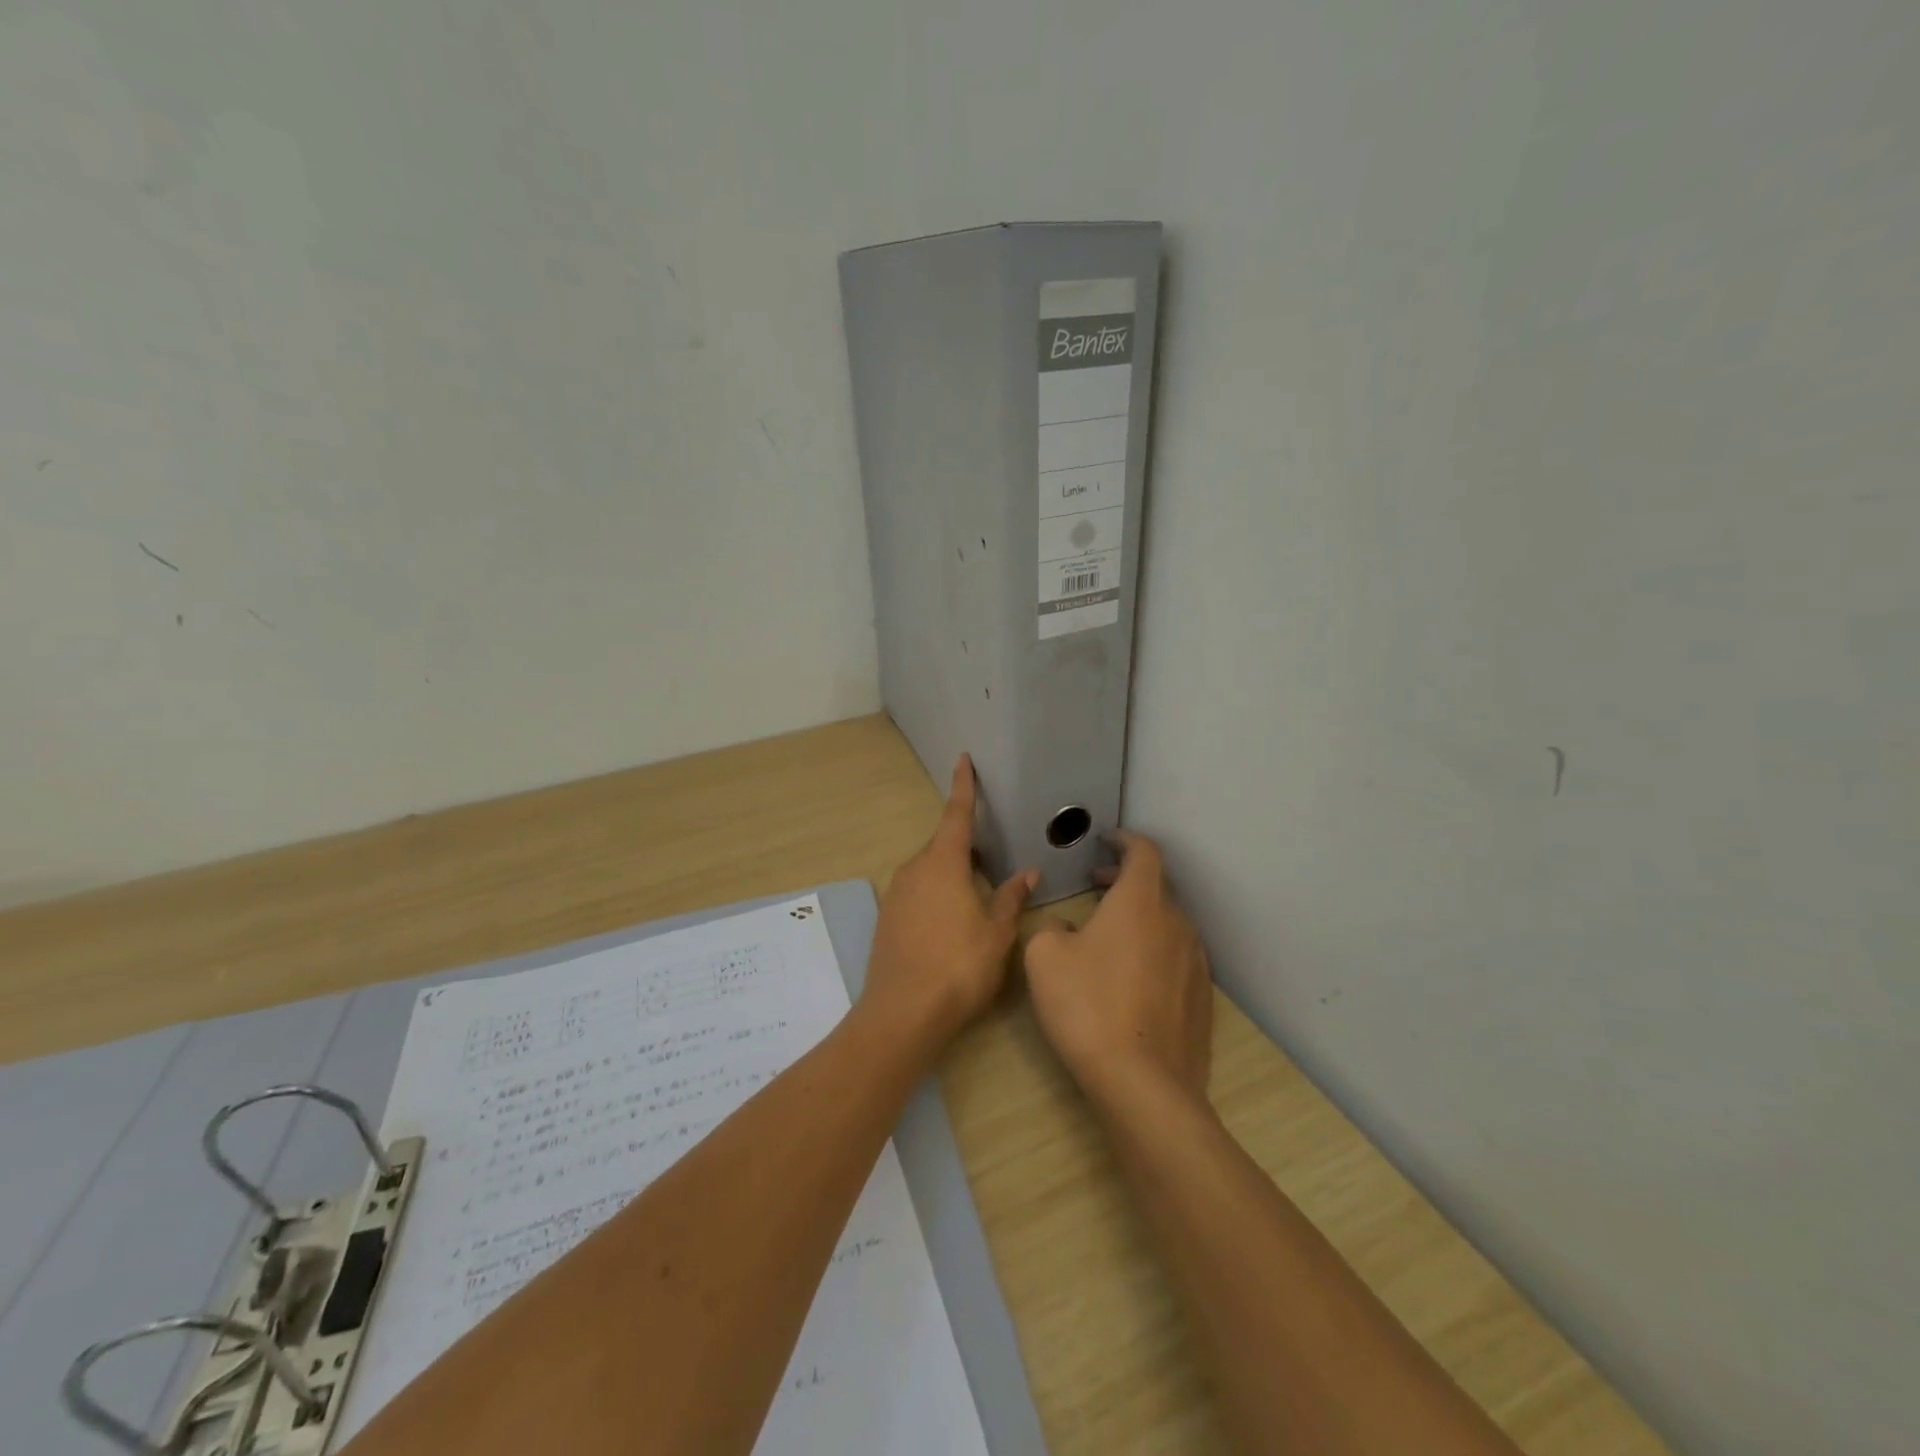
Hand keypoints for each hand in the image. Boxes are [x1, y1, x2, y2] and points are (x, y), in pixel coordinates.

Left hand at [864, 755, 1037, 1042]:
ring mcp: (897, 893)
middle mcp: (915, 870)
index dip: (963, 786)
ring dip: (953, 872)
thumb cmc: (958, 967)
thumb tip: (1027, 872)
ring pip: (930, 869)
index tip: (963, 759)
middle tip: (992, 855)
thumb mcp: (996, 934)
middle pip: (943, 844)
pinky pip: (918, 891)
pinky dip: (937, 893)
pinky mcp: (889, 917)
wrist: (902, 1013)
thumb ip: (1011, 898)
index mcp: (943, 864)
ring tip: (978, 893)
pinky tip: (952, 919)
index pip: (957, 814)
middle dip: (966, 844)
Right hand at [1025, 831, 1212, 1111]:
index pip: (1144, 851)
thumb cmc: (1088, 1006)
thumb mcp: (1045, 956)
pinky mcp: (1202, 997)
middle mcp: (1176, 922)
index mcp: (1140, 901)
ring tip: (1111, 934)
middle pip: (1157, 886)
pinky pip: (1177, 957)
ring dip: (1142, 917)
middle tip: (1098, 885)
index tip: (1108, 841)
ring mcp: (1195, 961)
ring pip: (1168, 923)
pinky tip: (1132, 978)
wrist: (1143, 1083)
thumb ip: (1052, 926)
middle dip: (1127, 879)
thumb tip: (1068, 927)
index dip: (1126, 840)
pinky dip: (1155, 950)